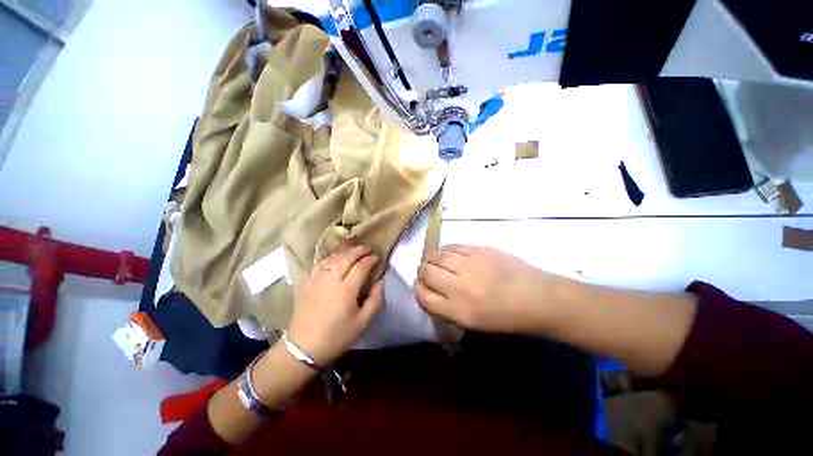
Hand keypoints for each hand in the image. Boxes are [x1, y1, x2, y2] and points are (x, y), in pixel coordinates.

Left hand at [286, 245, 382, 365]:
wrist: (303, 348)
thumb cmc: (337, 336)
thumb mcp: (363, 322)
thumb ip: (375, 299)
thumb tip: (379, 281)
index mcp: (346, 289)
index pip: (361, 266)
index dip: (370, 260)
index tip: (377, 258)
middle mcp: (331, 279)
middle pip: (347, 258)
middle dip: (359, 251)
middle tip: (367, 249)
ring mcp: (317, 280)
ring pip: (333, 259)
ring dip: (345, 253)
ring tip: (353, 253)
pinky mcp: (308, 284)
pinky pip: (320, 265)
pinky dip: (329, 259)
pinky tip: (334, 260)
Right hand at [414, 245, 565, 332]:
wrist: (538, 298)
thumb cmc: (506, 317)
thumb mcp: (472, 323)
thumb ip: (447, 308)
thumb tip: (430, 292)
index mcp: (458, 310)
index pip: (423, 295)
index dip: (418, 289)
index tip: (422, 287)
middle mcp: (460, 286)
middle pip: (426, 271)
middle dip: (422, 272)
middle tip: (428, 272)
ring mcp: (470, 265)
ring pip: (437, 256)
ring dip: (432, 259)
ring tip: (436, 262)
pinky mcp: (480, 250)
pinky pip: (453, 246)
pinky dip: (446, 250)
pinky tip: (449, 254)